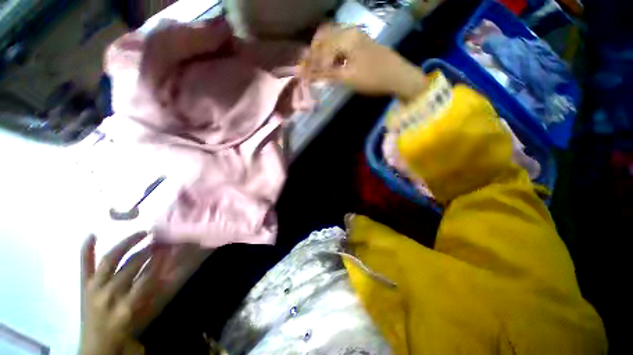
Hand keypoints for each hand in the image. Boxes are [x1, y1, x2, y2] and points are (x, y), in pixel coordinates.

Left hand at [80, 232, 160, 354]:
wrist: (98, 345)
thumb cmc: (126, 329)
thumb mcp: (146, 315)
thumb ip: (158, 293)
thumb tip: (171, 270)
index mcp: (127, 304)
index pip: (148, 276)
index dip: (161, 259)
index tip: (172, 247)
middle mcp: (109, 293)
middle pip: (131, 265)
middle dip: (149, 249)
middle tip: (162, 238)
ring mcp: (94, 287)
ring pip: (110, 260)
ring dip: (127, 244)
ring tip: (142, 233)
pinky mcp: (84, 286)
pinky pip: (84, 265)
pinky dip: (86, 250)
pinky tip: (91, 235)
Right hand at [301, 24, 428, 101]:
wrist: (398, 76)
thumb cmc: (373, 78)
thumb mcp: (348, 78)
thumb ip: (326, 74)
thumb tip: (307, 74)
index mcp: (346, 38)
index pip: (320, 47)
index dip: (310, 62)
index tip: (302, 74)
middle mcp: (350, 31)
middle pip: (324, 38)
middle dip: (313, 54)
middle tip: (307, 70)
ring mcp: (356, 35)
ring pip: (332, 39)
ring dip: (322, 53)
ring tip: (316, 69)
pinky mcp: (360, 42)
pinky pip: (340, 43)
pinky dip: (331, 53)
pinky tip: (330, 64)